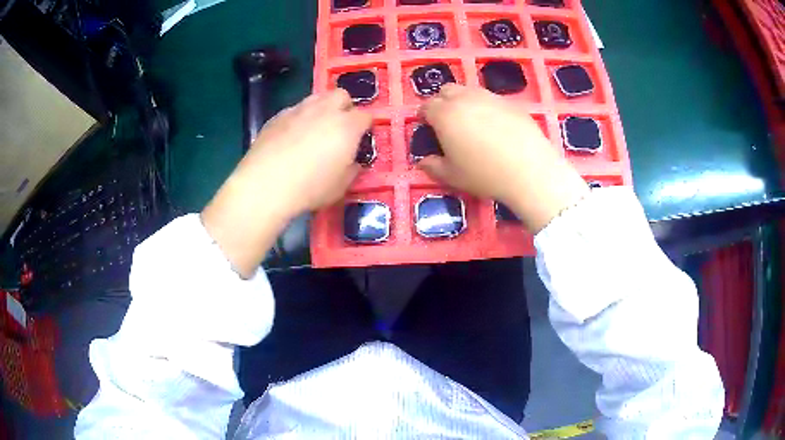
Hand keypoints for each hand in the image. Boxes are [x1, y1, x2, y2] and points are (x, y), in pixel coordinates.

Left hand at [234, 89, 370, 216]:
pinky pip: (294, 110)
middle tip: (339, 128)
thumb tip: (353, 162)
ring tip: (315, 129)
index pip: (366, 116)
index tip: (361, 140)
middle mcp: (325, 110)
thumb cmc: (310, 188)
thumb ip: (352, 169)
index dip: (365, 127)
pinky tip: (291, 137)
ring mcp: (299, 110)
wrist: (265, 185)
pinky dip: (299, 118)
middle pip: (342, 95)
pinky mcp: (278, 116)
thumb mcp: (341, 186)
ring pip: (317, 97)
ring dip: (322, 108)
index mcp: (347, 126)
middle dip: (344, 107)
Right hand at [420, 84, 588, 232]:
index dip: (424, 116)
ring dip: (464, 102)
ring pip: (470, 91)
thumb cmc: (484, 174)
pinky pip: (492, 100)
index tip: (427, 126)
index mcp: (444, 114)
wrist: (529, 170)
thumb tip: (422, 162)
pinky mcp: (511, 103)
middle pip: (446, 90)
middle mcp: (465, 99)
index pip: (426, 106)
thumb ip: (433, 167)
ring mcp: (490, 97)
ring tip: (472, 123)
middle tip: (448, 122)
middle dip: (442, 102)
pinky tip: (497, 127)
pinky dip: (487, 108)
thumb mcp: (452, 176)